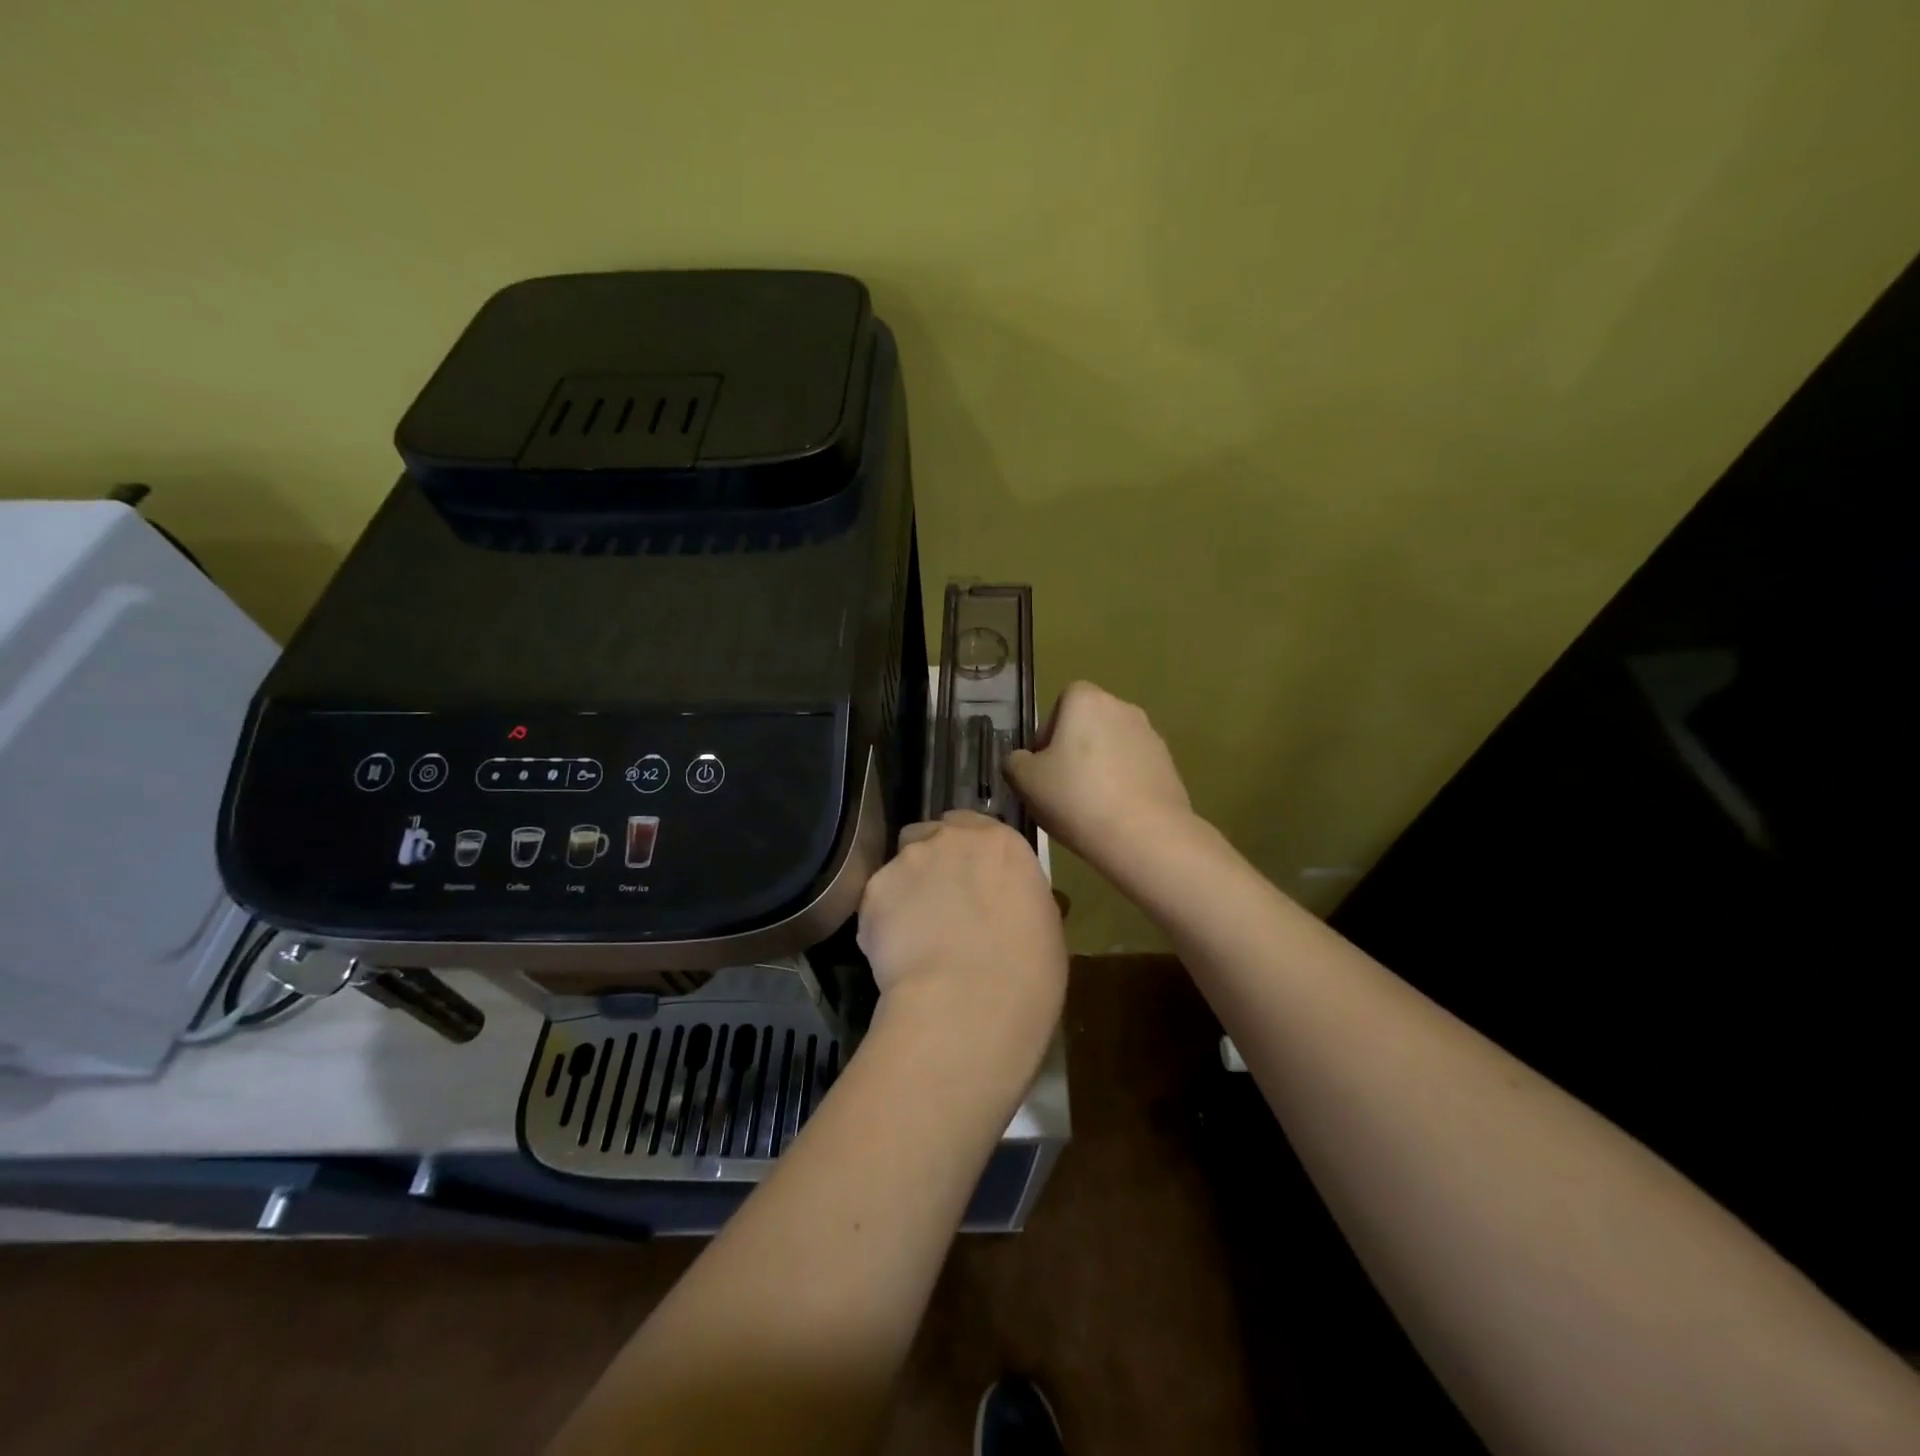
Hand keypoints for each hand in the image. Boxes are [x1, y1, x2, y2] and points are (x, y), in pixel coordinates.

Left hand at [856, 811, 1066, 1048]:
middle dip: (933, 861)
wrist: (967, 1004)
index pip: (974, 825)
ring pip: (900, 865)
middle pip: (931, 836)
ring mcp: (909, 861)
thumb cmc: (1026, 972)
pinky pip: (877, 900)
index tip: (971, 879)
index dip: (969, 853)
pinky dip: (883, 920)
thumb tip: (1010, 905)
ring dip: (907, 888)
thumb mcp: (1044, 926)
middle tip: (942, 903)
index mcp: (1001, 842)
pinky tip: (896, 954)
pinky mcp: (874, 891)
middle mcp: (951, 838)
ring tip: (914, 934)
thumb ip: (1019, 898)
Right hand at [1005, 681, 1193, 878]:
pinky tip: (1115, 814)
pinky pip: (1135, 767)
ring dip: (1100, 766)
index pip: (1063, 700)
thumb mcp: (1025, 781)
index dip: (1050, 729)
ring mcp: (1151, 736)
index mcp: (1087, 700)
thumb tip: (1023, 760)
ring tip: (1089, 804)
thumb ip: (1015, 762)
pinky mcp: (1169, 765)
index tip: (1044, 763)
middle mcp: (1123, 707)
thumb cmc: (1076, 798)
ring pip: (1114, 745)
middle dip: (1075, 748)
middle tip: (1061, 786)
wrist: (1144, 835)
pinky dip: (1123, 782)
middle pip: (1090, 722)